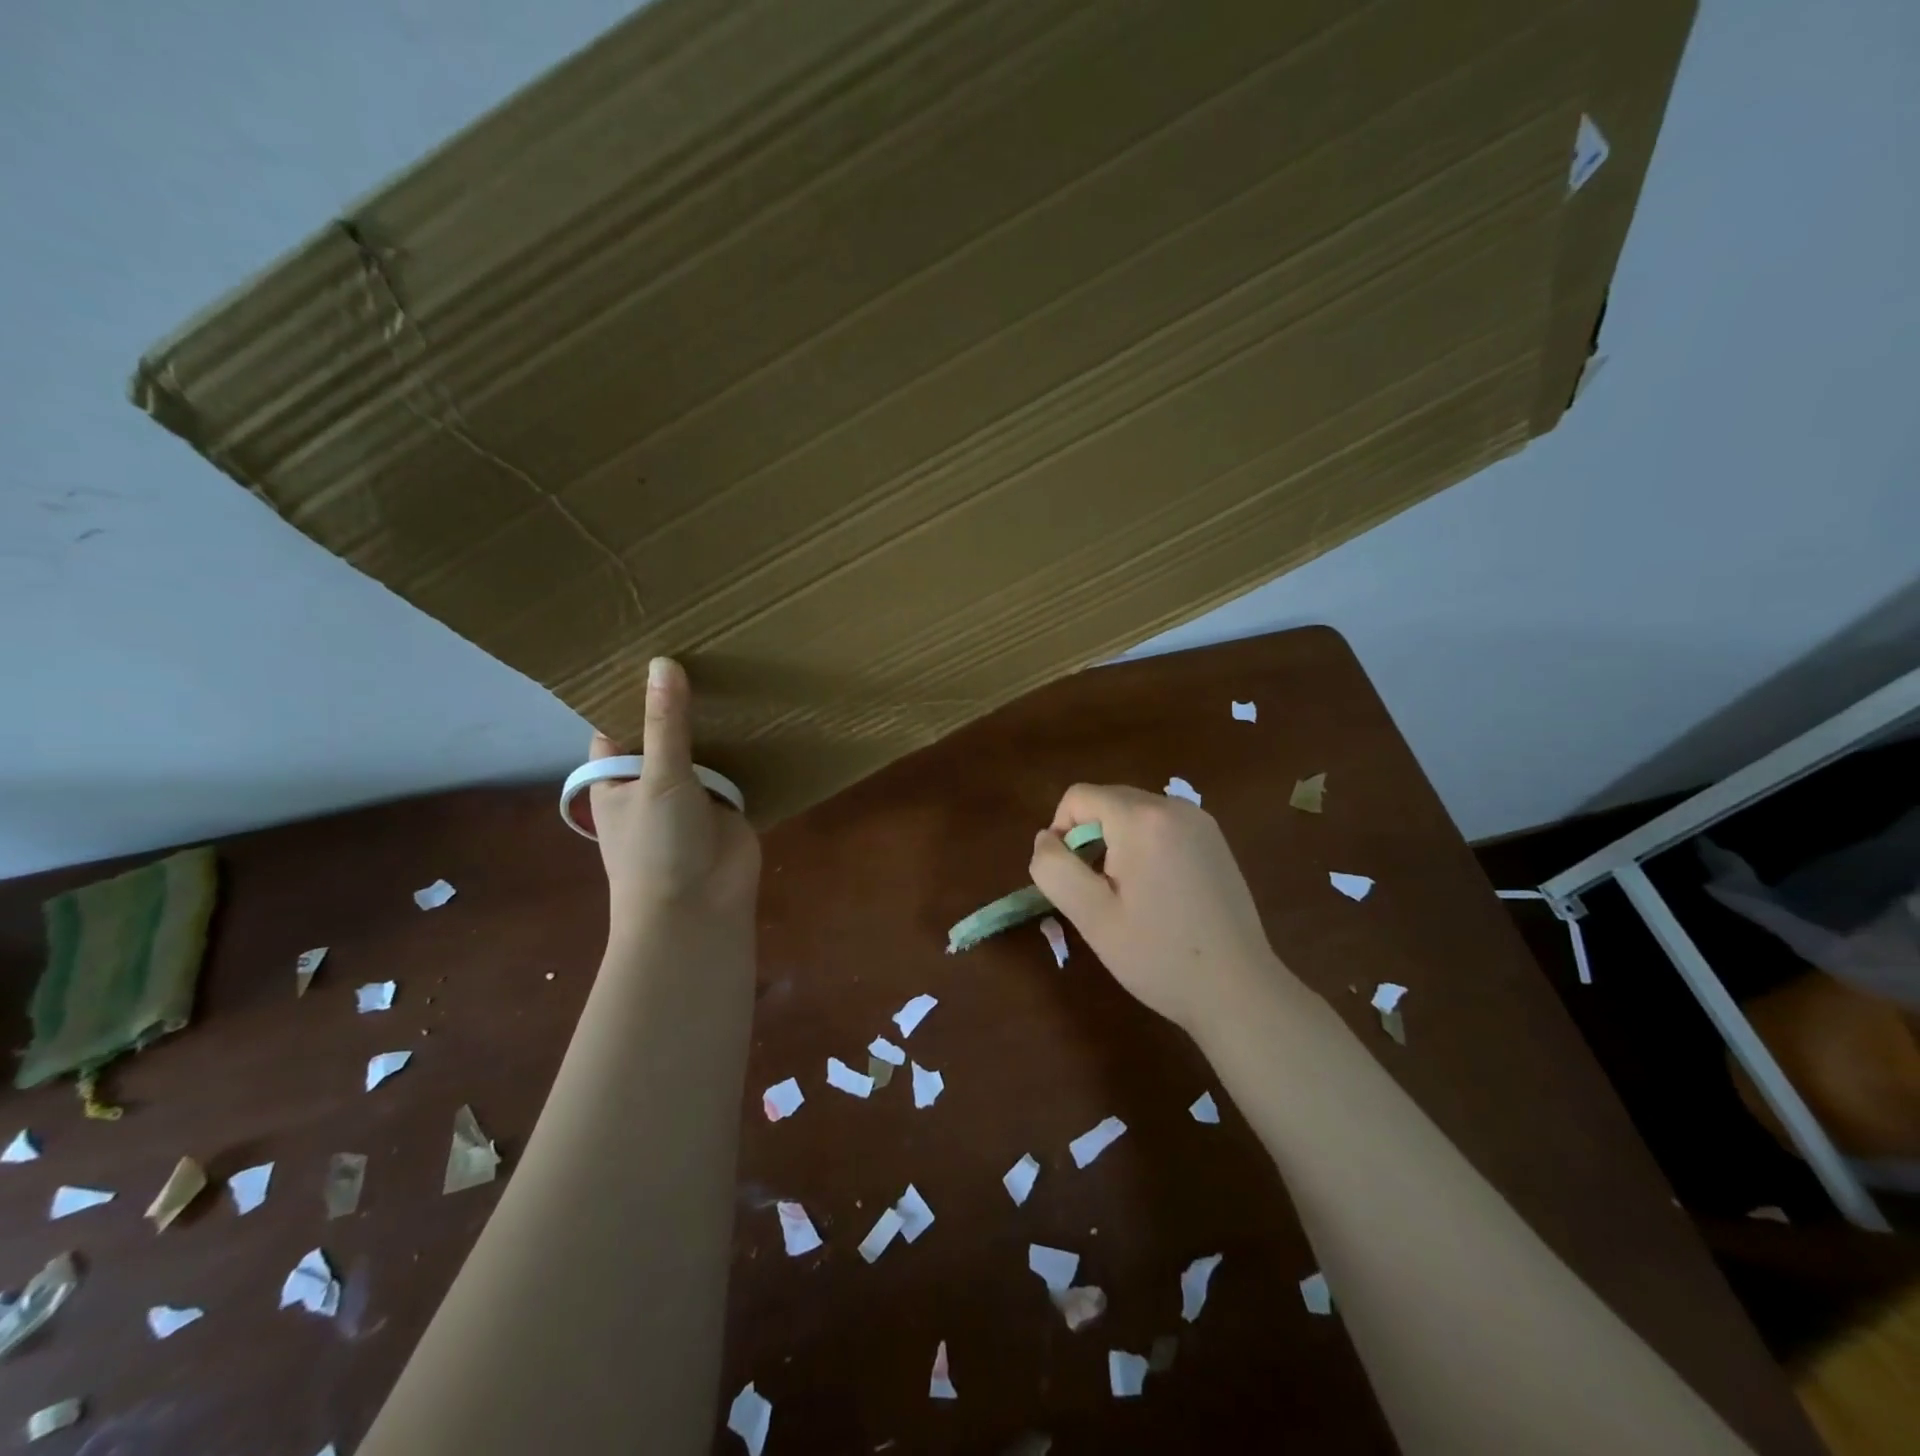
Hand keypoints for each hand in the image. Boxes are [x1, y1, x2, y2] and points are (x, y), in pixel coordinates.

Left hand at [588, 657, 760, 933]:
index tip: (649, 652)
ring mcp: (691, 796)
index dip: (629, 697)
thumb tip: (663, 661)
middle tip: (703, 650)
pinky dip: (745, 751)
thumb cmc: (657, 845)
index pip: (617, 728)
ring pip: (702, 752)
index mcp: (617, 780)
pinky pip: (735, 771)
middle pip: (664, 735)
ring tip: (733, 671)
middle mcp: (652, 784)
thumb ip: (665, 723)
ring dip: (715, 728)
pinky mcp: (727, 807)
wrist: (697, 909)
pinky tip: (760, 715)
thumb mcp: (657, 778)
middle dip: (680, 705)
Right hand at [1028, 783, 1293, 1034]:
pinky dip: (1144, 847)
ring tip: (1126, 895)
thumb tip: (1045, 839)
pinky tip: (1156, 893)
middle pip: (1108, 800)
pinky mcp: (1215, 841)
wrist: (1239, 991)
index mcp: (1143, 819)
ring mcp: (1201, 822)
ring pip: (1134, 813)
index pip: (1078, 796)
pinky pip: (1161, 826)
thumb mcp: (1091, 916)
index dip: (1060, 832)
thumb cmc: (1158, 955)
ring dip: (1115, 843)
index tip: (1070, 879)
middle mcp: (1175, 807)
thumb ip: (1055, 868)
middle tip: (1097, 892)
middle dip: (1089, 837)